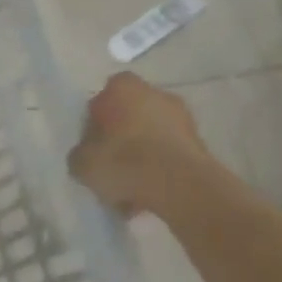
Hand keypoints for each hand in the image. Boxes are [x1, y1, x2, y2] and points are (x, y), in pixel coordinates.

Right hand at [68, 72, 213, 217]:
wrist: (180, 187)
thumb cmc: (123, 161)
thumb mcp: (80, 161)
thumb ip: (81, 152)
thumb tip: (88, 153)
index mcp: (123, 88)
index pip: (102, 97)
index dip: (95, 120)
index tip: (92, 143)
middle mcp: (156, 94)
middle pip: (130, 115)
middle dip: (120, 136)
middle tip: (108, 164)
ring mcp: (183, 118)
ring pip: (151, 136)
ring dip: (141, 155)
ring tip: (128, 187)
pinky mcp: (200, 144)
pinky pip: (169, 154)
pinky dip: (159, 169)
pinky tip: (147, 193)